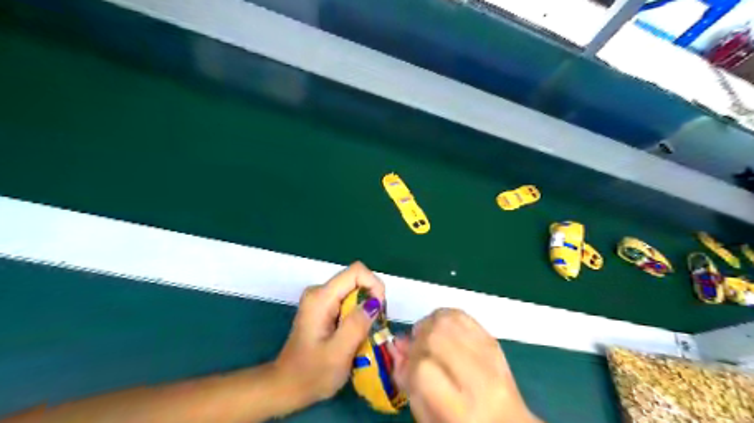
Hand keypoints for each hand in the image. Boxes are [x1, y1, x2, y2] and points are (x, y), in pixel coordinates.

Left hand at [275, 261, 384, 405]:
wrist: (286, 388)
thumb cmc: (311, 374)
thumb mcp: (338, 353)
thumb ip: (357, 325)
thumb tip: (375, 301)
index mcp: (321, 298)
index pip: (357, 271)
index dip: (374, 285)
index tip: (379, 311)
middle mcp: (319, 292)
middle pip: (356, 280)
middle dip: (371, 300)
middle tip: (372, 328)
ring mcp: (320, 299)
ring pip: (354, 292)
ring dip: (365, 310)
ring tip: (364, 335)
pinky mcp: (322, 308)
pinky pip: (348, 301)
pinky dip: (357, 315)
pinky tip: (354, 335)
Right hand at [388, 307, 541, 422]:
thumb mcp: (428, 418)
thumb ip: (408, 383)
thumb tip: (396, 347)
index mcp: (460, 410)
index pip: (423, 369)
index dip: (408, 364)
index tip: (407, 368)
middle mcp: (479, 379)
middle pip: (436, 337)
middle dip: (417, 339)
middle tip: (415, 348)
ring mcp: (490, 356)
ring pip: (449, 319)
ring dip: (430, 323)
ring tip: (427, 337)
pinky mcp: (494, 341)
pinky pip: (464, 315)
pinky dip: (445, 317)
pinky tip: (441, 329)